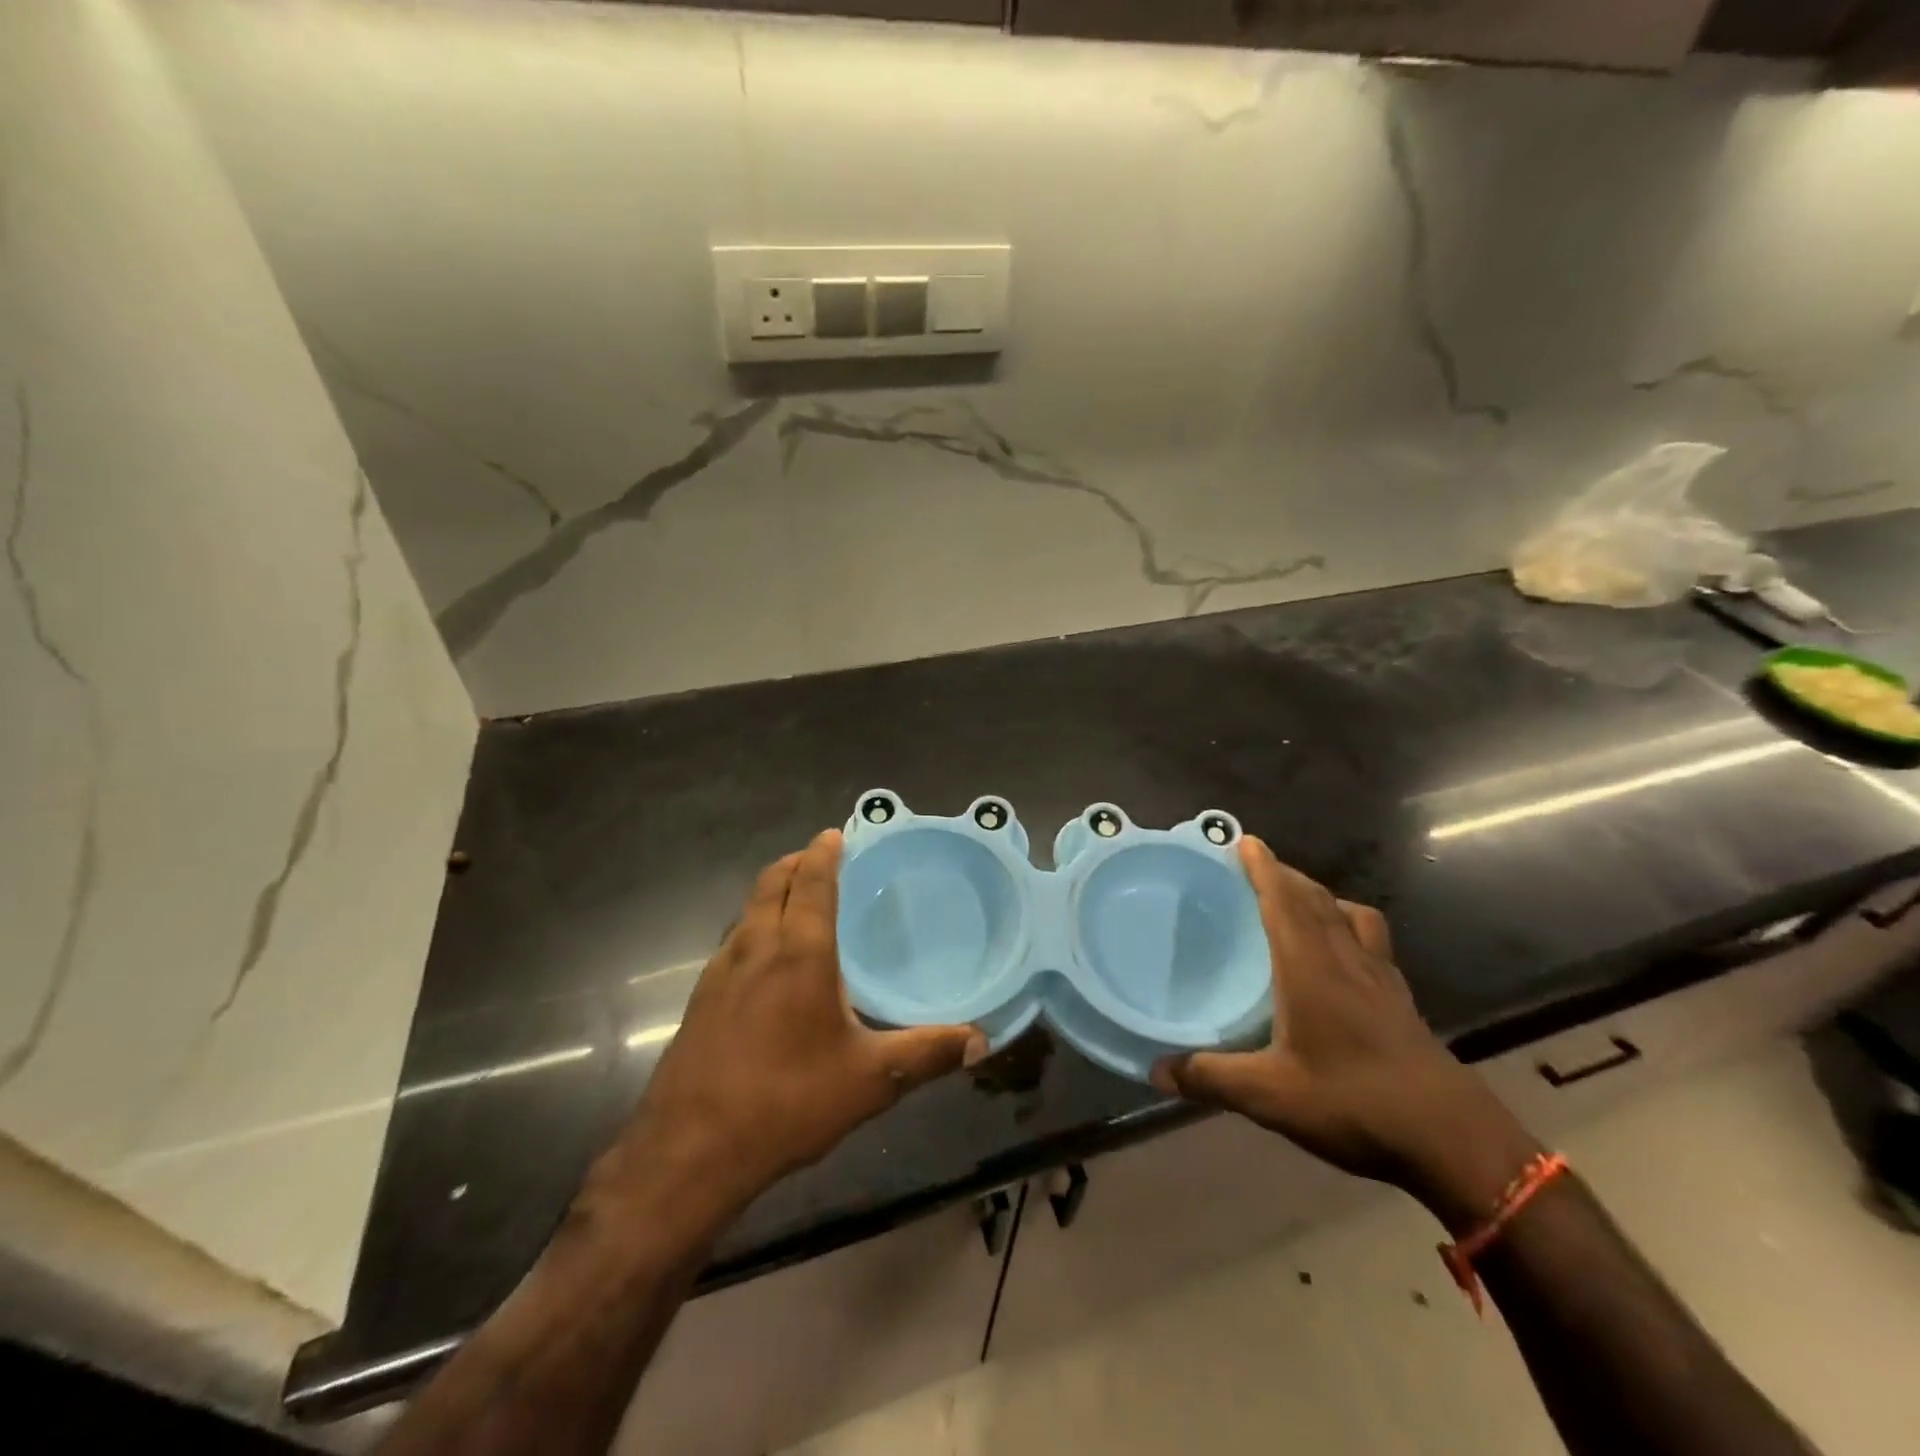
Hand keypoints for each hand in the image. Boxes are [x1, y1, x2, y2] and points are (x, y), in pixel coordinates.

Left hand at [601, 830, 978, 1224]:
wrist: (690, 1151)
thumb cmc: (788, 1101)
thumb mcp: (871, 1080)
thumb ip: (928, 1053)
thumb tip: (980, 1040)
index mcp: (799, 952)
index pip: (811, 881)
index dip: (824, 852)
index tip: (836, 833)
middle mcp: (756, 948)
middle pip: (772, 883)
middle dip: (796, 862)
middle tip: (821, 858)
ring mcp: (720, 972)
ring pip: (748, 910)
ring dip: (772, 892)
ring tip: (798, 901)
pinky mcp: (700, 999)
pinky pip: (733, 941)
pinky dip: (755, 926)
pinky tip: (767, 962)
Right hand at [1152, 838, 1538, 1230]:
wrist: (1453, 1140)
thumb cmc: (1354, 1103)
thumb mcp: (1270, 1095)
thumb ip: (1210, 1077)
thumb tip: (1156, 1072)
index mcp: (1311, 968)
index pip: (1284, 902)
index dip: (1264, 868)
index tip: (1245, 841)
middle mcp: (1347, 960)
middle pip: (1317, 900)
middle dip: (1287, 876)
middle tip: (1258, 868)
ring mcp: (1381, 979)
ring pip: (1350, 916)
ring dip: (1322, 897)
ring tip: (1300, 902)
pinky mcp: (1401, 1001)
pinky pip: (1372, 942)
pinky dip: (1351, 927)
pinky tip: (1342, 955)